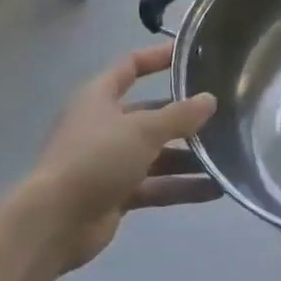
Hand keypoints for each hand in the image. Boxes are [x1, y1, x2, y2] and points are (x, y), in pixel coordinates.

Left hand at [17, 42, 218, 273]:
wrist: (53, 224)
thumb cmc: (95, 159)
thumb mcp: (142, 129)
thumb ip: (180, 114)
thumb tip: (210, 99)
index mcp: (99, 98)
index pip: (130, 67)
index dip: (157, 58)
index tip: (191, 55)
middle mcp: (104, 126)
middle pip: (150, 113)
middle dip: (184, 116)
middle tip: (222, 114)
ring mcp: (109, 162)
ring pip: (157, 154)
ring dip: (189, 157)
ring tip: (227, 156)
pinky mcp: (116, 195)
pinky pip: (156, 185)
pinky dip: (181, 187)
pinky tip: (215, 189)